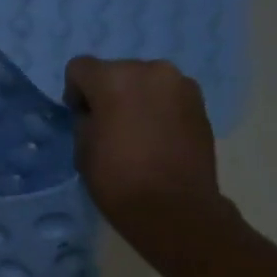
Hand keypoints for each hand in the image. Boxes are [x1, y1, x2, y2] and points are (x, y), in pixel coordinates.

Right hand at [63, 56, 238, 273]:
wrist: (174, 208)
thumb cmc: (118, 181)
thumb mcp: (83, 150)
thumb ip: (86, 120)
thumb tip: (96, 113)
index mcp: (114, 78)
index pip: (80, 67)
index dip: (75, 92)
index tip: (82, 118)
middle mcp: (150, 70)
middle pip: (116, 71)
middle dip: (109, 93)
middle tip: (111, 127)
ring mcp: (180, 84)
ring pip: (146, 82)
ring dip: (137, 99)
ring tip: (139, 133)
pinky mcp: (200, 103)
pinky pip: (169, 96)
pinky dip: (160, 109)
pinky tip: (159, 138)